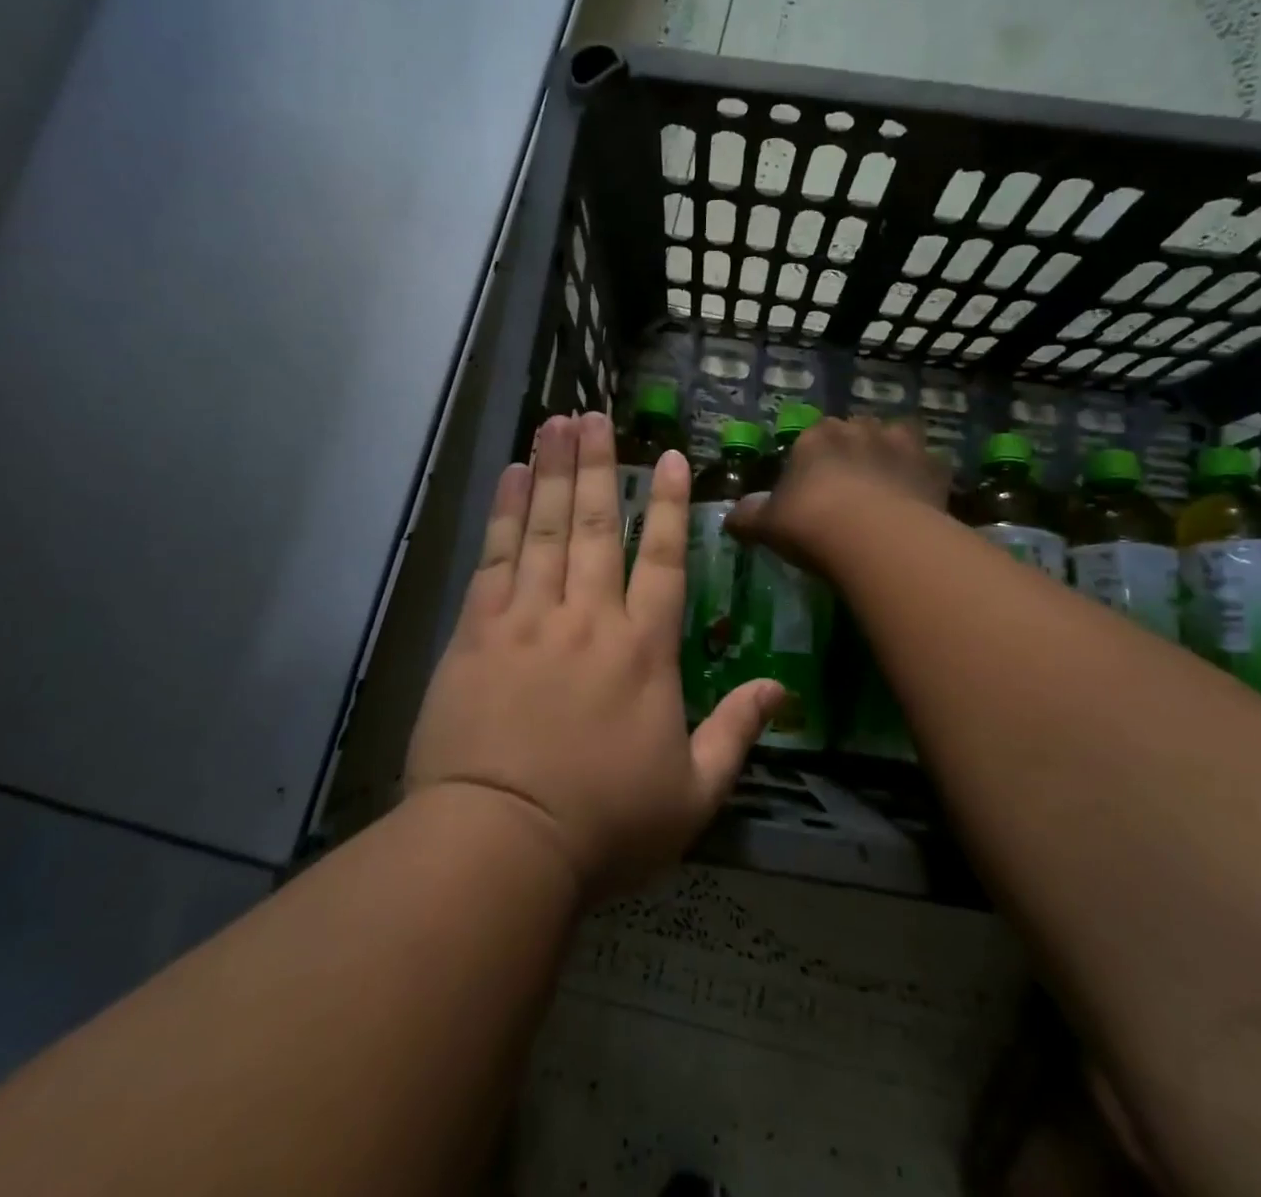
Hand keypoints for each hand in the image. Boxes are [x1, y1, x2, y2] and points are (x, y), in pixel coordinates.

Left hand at [405, 412, 784, 900]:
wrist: (499, 845)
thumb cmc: (604, 827)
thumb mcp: (692, 795)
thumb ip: (737, 733)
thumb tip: (782, 690)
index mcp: (644, 650)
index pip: (663, 560)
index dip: (668, 505)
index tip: (667, 456)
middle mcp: (589, 617)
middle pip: (599, 525)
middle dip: (600, 465)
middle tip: (596, 415)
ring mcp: (529, 618)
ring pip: (547, 527)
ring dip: (555, 470)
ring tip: (557, 422)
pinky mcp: (478, 631)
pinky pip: (496, 556)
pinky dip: (506, 512)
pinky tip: (512, 475)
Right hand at [726, 415, 949, 566]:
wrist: (876, 539)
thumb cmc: (812, 523)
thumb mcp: (767, 525)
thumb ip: (748, 517)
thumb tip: (732, 517)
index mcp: (815, 436)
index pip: (811, 438)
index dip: (811, 462)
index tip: (810, 489)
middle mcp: (859, 430)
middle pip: (855, 433)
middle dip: (852, 453)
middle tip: (848, 490)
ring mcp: (902, 445)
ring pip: (896, 439)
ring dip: (891, 456)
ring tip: (887, 489)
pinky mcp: (935, 468)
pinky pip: (928, 468)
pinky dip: (923, 480)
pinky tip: (917, 504)